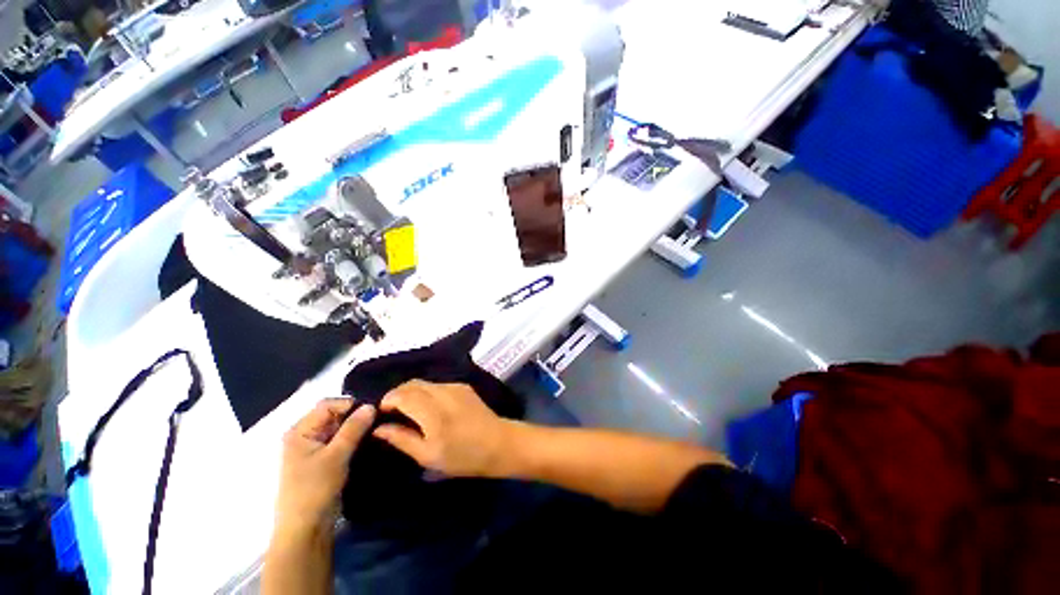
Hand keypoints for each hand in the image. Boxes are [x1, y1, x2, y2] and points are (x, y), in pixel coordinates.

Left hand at [275, 399, 374, 536]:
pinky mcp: (324, 459)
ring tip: (376, 428)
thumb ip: (353, 428)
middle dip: (355, 415)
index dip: (349, 404)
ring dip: (356, 427)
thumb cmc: (314, 489)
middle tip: (378, 419)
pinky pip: (341, 440)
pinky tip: (368, 440)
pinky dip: (353, 438)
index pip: (327, 405)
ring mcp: (314, 448)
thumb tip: (371, 405)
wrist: (306, 529)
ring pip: (339, 428)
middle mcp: (305, 435)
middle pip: (333, 415)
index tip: (372, 411)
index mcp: (300, 431)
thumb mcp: (336, 456)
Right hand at [373, 380, 515, 477]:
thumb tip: (379, 428)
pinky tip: (428, 407)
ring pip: (425, 383)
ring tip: (409, 410)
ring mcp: (455, 387)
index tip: (381, 412)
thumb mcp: (428, 456)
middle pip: (413, 383)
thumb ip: (402, 439)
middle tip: (392, 411)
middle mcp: (443, 393)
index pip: (403, 395)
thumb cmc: (463, 456)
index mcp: (432, 412)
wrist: (498, 443)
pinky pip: (438, 384)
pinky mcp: (463, 386)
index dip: (388, 400)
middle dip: (398, 394)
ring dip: (412, 392)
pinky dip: (427, 392)